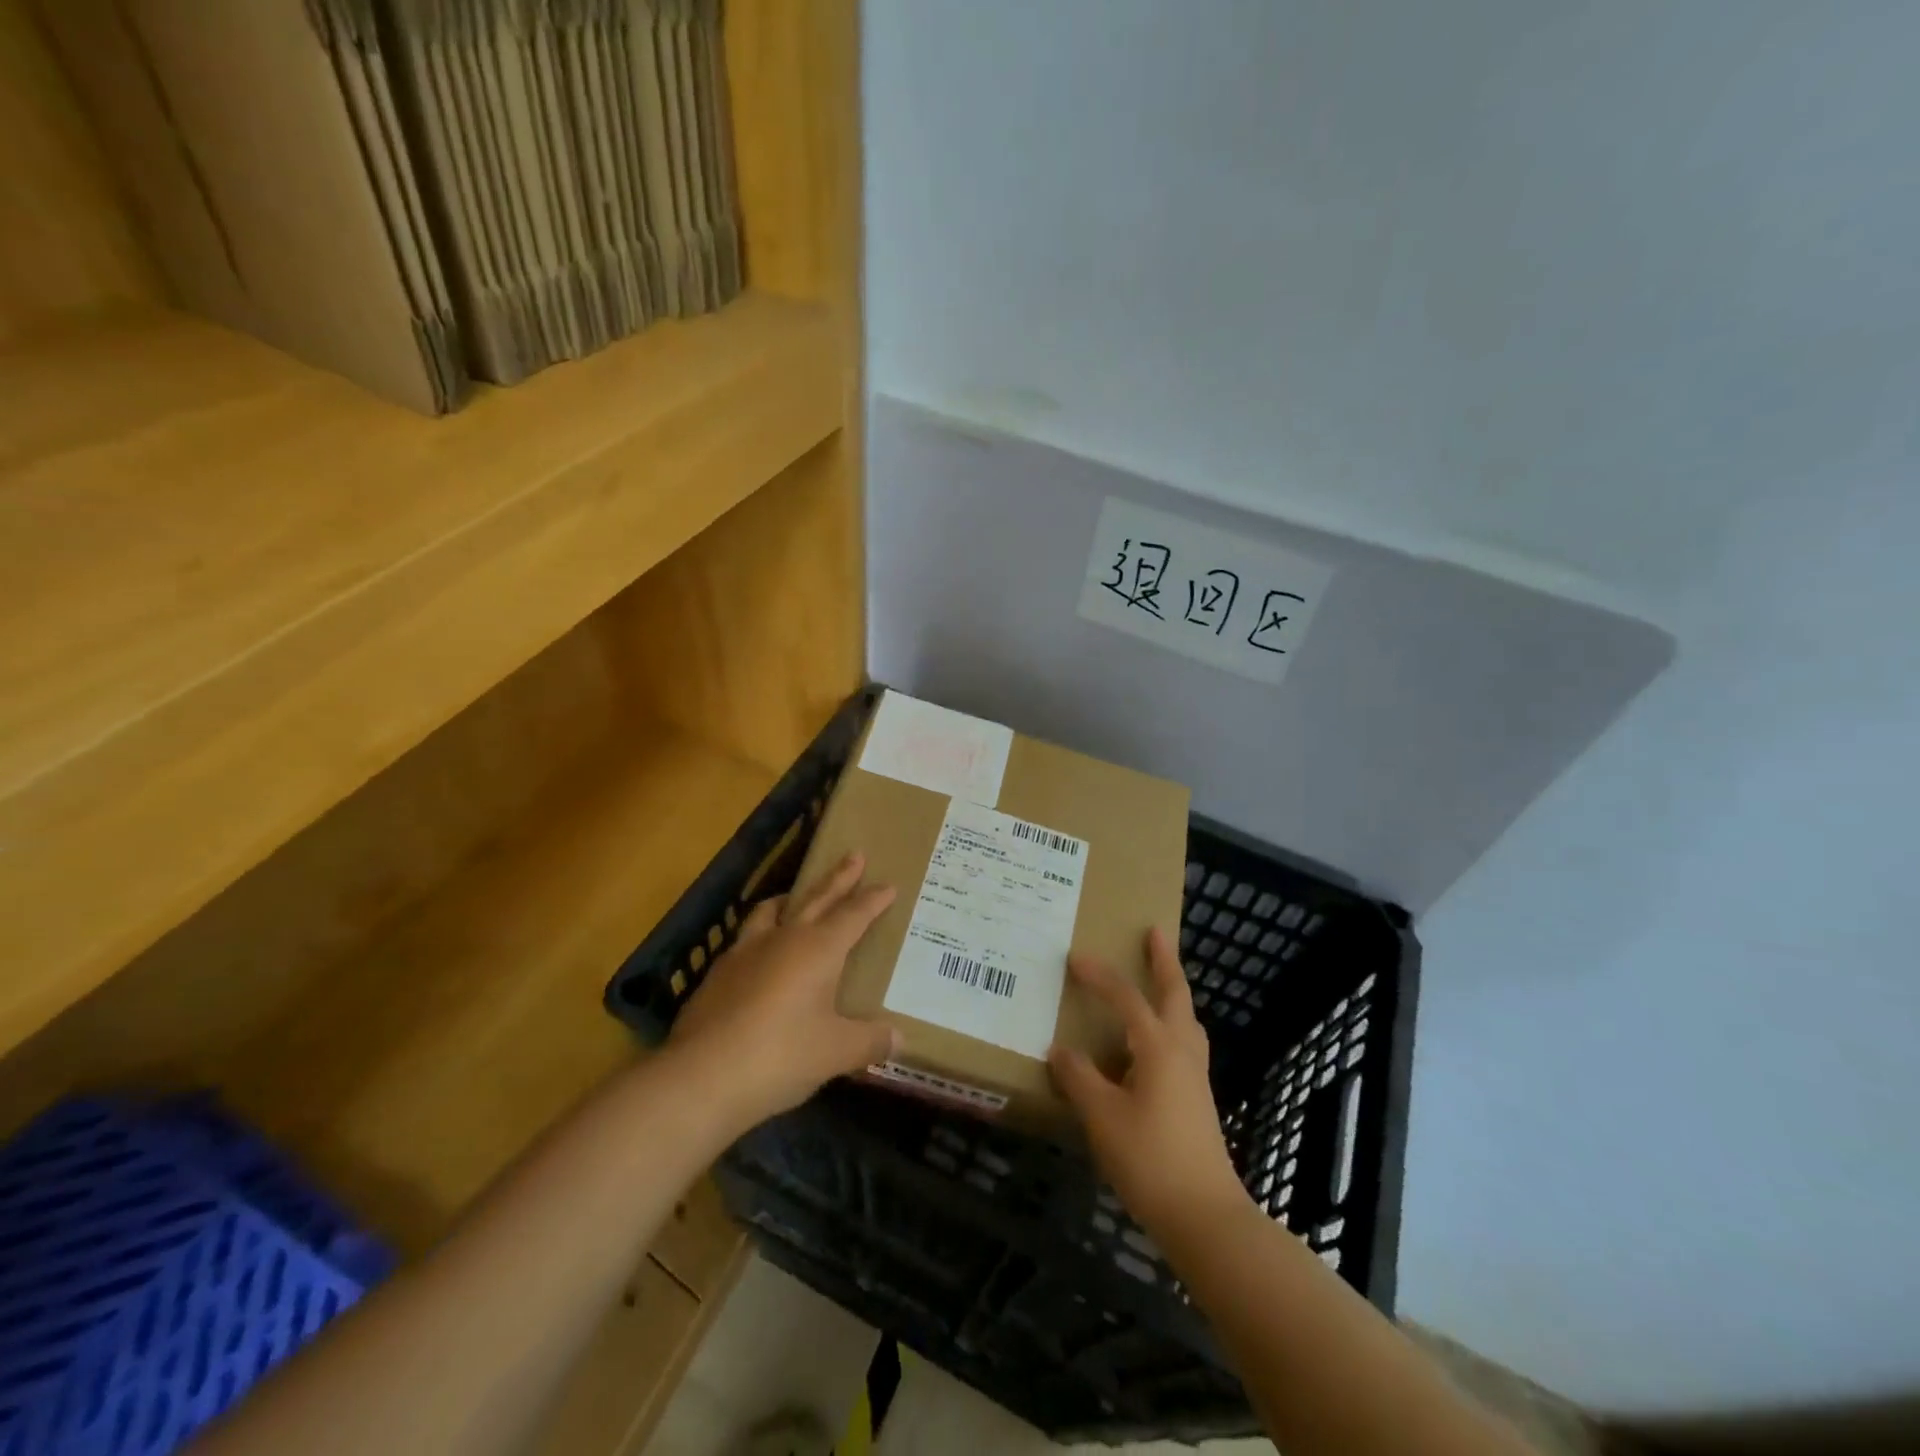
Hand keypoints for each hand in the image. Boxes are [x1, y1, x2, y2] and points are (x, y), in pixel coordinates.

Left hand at [668, 852, 896, 1130]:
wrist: (700, 1077)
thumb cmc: (780, 1057)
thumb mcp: (835, 1053)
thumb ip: (870, 1041)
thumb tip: (899, 1039)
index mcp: (818, 949)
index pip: (853, 915)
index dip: (873, 900)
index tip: (889, 884)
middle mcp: (783, 939)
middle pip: (816, 898)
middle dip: (838, 878)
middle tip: (854, 855)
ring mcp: (745, 953)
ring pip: (772, 911)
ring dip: (791, 899)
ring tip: (797, 896)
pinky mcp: (717, 974)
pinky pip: (746, 940)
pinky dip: (761, 935)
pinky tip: (759, 954)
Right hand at [1048, 927, 1247, 1239]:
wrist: (1205, 1216)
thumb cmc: (1150, 1160)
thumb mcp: (1102, 1117)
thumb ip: (1079, 1078)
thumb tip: (1060, 1050)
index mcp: (1158, 1047)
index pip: (1126, 998)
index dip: (1100, 976)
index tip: (1075, 957)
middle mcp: (1181, 1051)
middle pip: (1175, 994)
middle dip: (1164, 960)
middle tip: (1155, 932)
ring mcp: (1194, 1076)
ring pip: (1186, 1019)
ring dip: (1172, 991)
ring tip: (1158, 981)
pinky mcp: (1196, 1098)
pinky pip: (1183, 1042)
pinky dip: (1170, 1023)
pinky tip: (1152, 1045)